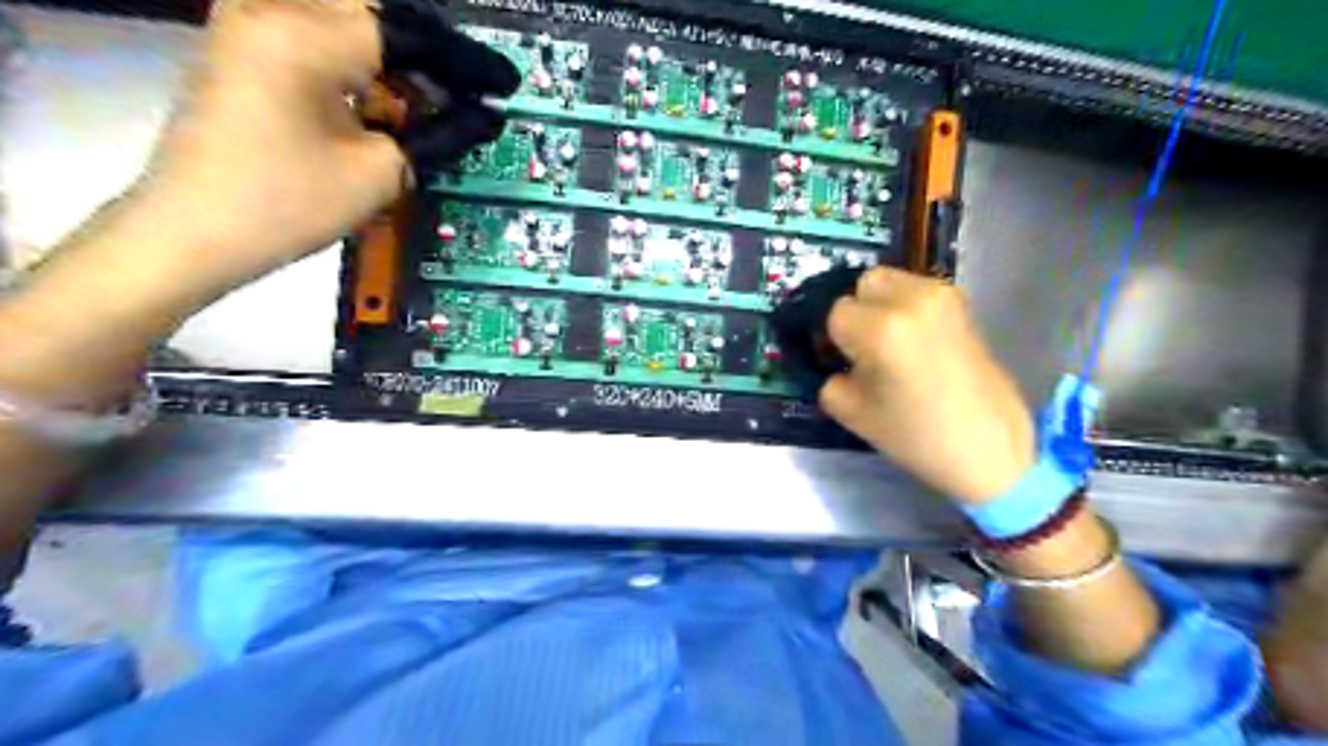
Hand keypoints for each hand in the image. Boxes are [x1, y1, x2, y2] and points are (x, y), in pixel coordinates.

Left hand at [129, 0, 511, 303]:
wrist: (194, 231)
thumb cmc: (287, 205)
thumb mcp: (380, 173)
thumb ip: (439, 135)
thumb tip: (484, 116)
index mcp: (303, 37)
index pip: (406, 33)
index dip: (463, 62)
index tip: (503, 84)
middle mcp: (271, 9)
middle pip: (376, 10)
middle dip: (430, 50)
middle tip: (468, 89)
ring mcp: (249, 21)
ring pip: (346, 14)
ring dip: (396, 50)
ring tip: (435, 94)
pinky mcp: (243, 43)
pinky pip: (317, 28)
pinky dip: (362, 55)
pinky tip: (387, 90)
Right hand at [823, 266, 1036, 503]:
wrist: (988, 445)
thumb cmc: (916, 436)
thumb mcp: (853, 414)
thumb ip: (830, 380)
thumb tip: (834, 363)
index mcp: (881, 329)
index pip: (836, 313)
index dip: (835, 339)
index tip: (844, 361)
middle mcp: (911, 300)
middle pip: (864, 284)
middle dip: (858, 311)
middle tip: (865, 348)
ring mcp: (941, 297)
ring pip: (891, 281)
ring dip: (881, 305)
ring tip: (891, 344)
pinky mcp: (961, 303)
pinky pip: (916, 291)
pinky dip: (905, 307)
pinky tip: (914, 342)